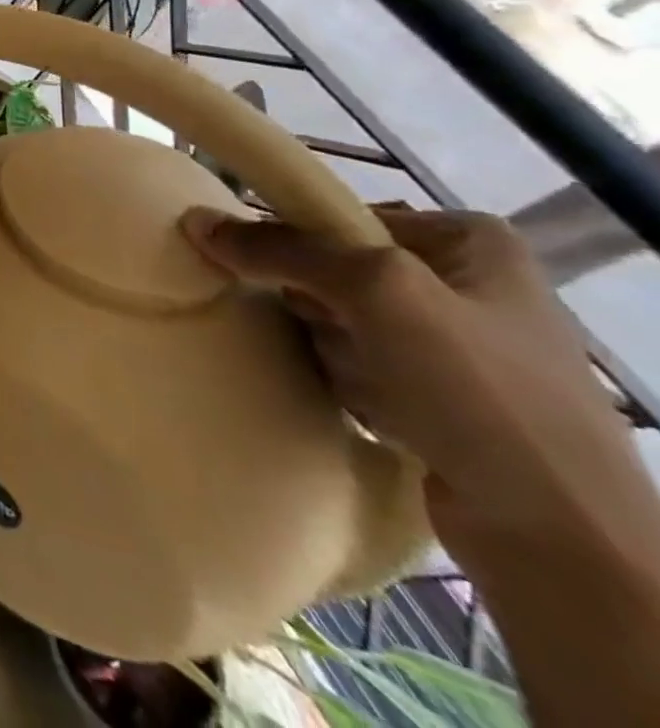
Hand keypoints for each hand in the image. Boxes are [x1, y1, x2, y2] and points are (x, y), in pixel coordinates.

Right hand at [183, 205, 654, 561]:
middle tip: (332, 336)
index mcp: (472, 242)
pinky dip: (347, 380)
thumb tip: (195, 219)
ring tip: (358, 383)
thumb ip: (281, 249)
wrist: (559, 538)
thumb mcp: (376, 292)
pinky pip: (359, 364)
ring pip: (340, 319)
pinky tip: (367, 407)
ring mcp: (459, 345)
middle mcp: (468, 284)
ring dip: (330, 348)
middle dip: (318, 307)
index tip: (288, 281)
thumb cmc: (478, 390)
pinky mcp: (445, 398)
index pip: (343, 217)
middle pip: (336, 270)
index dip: (304, 246)